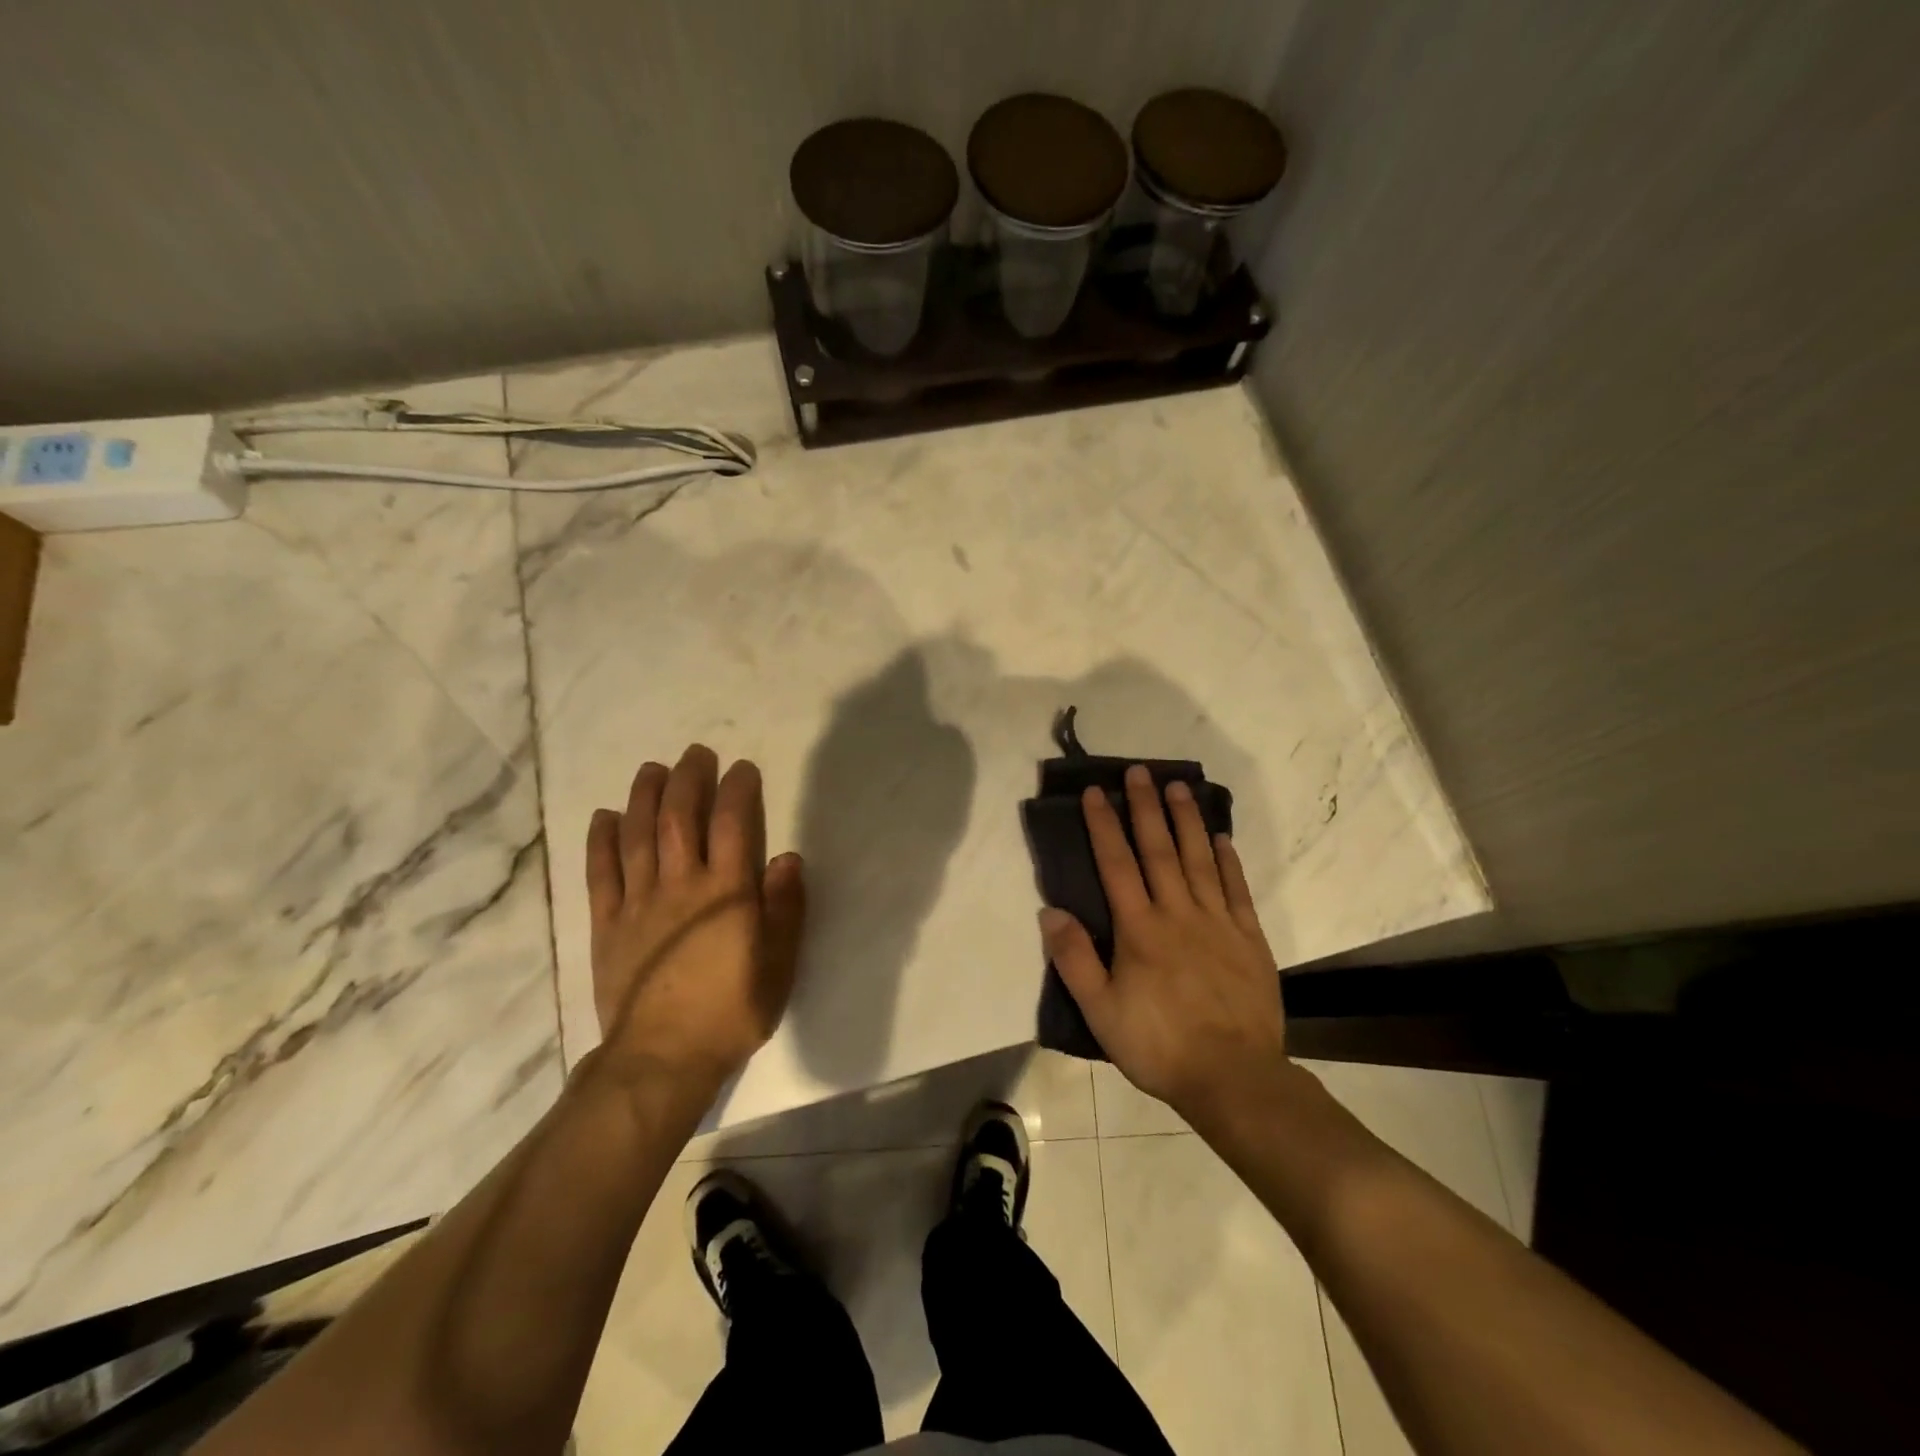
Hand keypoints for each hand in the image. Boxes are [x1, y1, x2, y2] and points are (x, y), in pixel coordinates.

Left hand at [585, 745, 806, 1094]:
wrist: (662, 1058)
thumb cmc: (731, 1011)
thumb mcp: (779, 965)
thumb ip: (786, 908)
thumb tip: (787, 857)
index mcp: (727, 892)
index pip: (733, 824)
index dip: (738, 790)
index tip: (742, 768)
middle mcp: (681, 885)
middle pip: (681, 818)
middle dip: (689, 779)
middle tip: (696, 753)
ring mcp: (638, 902)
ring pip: (639, 835)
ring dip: (645, 796)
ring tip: (653, 769)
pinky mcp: (607, 924)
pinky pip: (601, 873)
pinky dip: (602, 840)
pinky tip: (605, 817)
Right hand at [1041, 764, 1285, 1119]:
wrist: (1233, 1077)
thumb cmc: (1158, 1044)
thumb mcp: (1101, 1011)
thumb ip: (1074, 959)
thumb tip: (1050, 911)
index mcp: (1139, 929)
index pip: (1117, 864)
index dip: (1104, 826)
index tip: (1096, 792)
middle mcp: (1178, 913)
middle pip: (1159, 850)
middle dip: (1146, 808)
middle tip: (1140, 771)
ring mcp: (1218, 922)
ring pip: (1199, 860)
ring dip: (1187, 821)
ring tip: (1179, 787)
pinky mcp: (1249, 938)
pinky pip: (1236, 889)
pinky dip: (1228, 860)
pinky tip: (1221, 838)